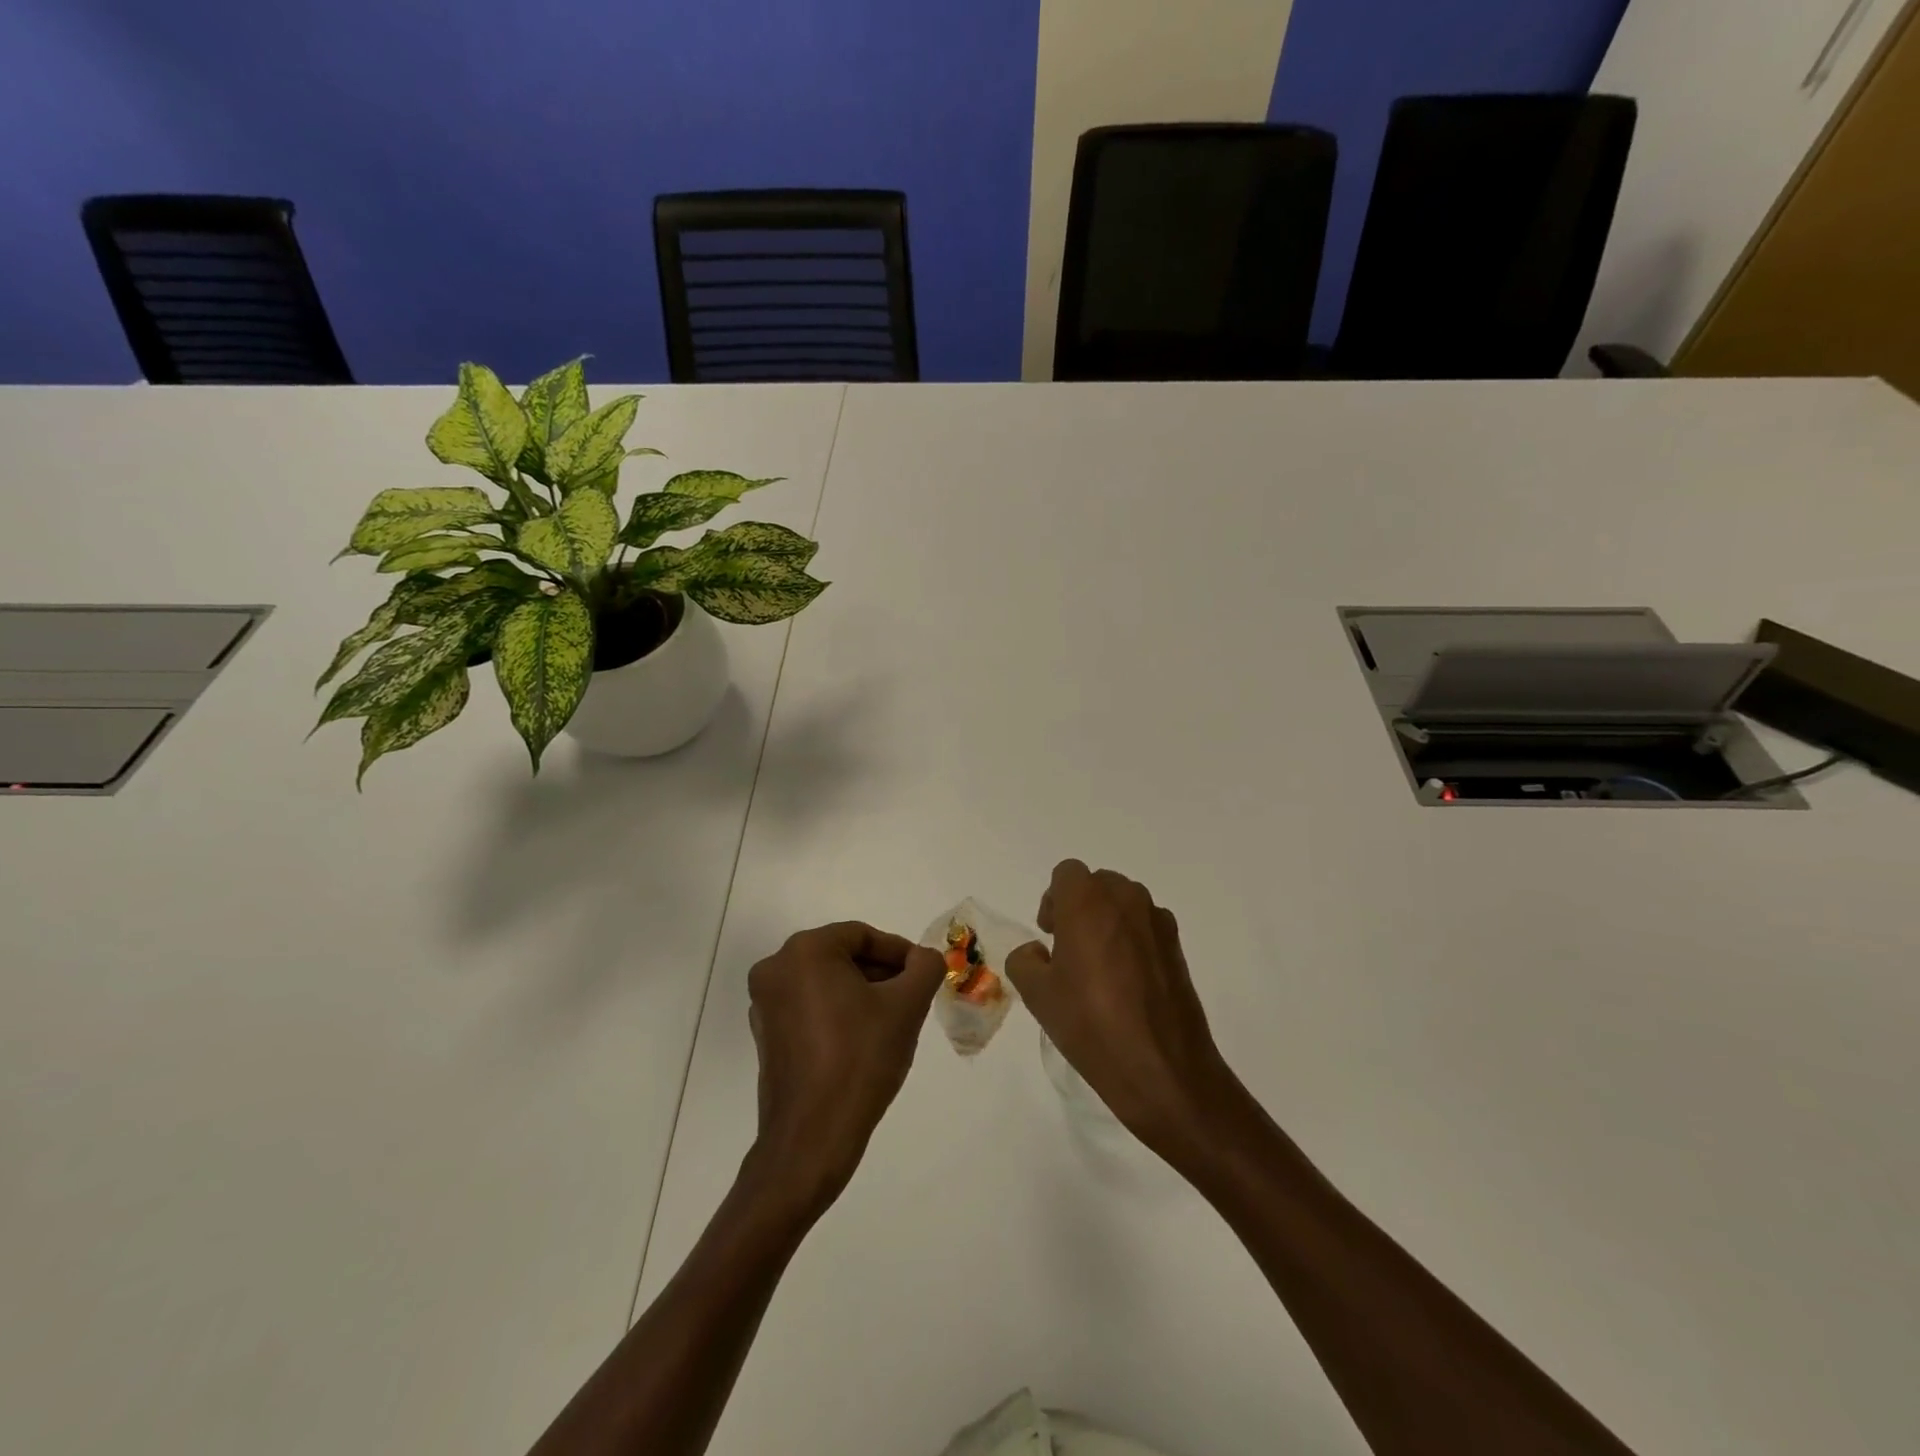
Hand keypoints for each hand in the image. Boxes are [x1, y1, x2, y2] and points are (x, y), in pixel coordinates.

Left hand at [745, 922, 944, 1211]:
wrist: (813, 1137)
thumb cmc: (861, 1059)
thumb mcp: (907, 1006)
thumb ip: (925, 968)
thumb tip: (925, 957)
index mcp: (805, 951)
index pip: (862, 935)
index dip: (899, 952)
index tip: (924, 975)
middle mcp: (776, 969)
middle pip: (842, 957)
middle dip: (881, 973)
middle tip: (913, 997)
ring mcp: (765, 1004)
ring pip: (826, 983)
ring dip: (862, 994)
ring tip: (894, 1021)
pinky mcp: (766, 1036)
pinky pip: (810, 1008)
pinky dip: (839, 1013)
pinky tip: (864, 1041)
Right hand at [1008, 861, 1245, 1160]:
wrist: (1162, 1068)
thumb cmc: (1090, 1024)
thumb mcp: (1037, 995)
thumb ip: (1025, 960)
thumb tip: (1038, 953)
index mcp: (1088, 902)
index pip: (1066, 873)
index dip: (1053, 900)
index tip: (1050, 935)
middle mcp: (1125, 899)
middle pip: (1097, 884)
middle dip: (1080, 907)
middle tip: (1069, 950)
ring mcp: (1157, 921)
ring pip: (1123, 903)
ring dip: (1107, 922)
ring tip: (1099, 968)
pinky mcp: (1177, 946)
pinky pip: (1146, 926)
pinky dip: (1132, 940)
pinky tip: (1127, 983)